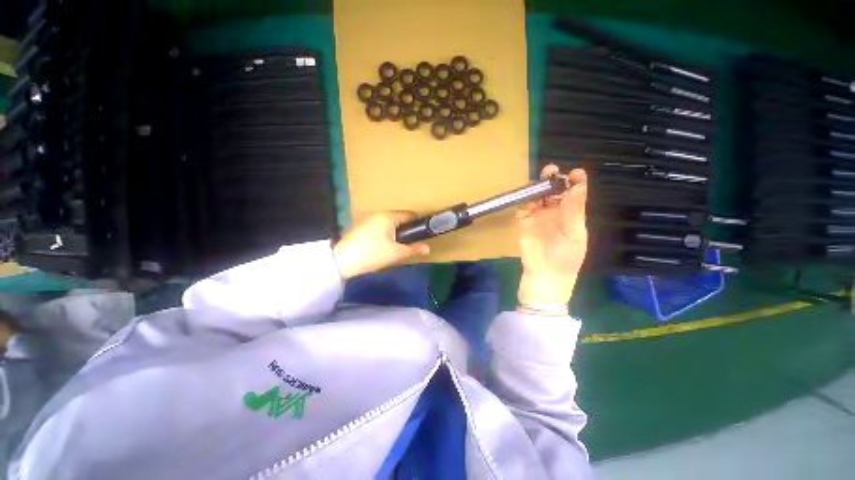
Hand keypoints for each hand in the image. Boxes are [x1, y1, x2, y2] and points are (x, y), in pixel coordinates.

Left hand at [333, 212, 430, 278]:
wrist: (341, 261)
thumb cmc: (372, 254)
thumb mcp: (395, 253)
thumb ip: (413, 249)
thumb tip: (428, 248)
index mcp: (388, 216)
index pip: (410, 215)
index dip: (418, 225)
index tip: (421, 236)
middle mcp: (378, 214)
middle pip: (399, 219)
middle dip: (405, 230)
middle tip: (407, 244)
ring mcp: (367, 219)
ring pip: (388, 223)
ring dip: (394, 233)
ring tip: (395, 247)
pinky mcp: (360, 226)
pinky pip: (378, 227)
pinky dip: (384, 234)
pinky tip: (381, 246)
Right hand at [517, 165, 587, 304]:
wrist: (544, 278)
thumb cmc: (565, 259)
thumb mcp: (575, 235)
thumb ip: (574, 210)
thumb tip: (578, 185)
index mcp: (572, 216)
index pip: (575, 194)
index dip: (576, 182)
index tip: (576, 173)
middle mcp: (555, 213)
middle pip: (554, 192)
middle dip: (554, 180)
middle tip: (552, 171)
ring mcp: (538, 218)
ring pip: (538, 197)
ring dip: (538, 187)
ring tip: (540, 179)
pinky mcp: (523, 223)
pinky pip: (523, 208)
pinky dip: (524, 200)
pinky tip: (526, 194)